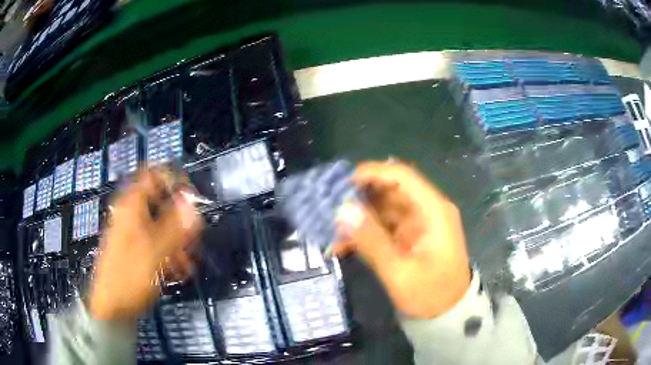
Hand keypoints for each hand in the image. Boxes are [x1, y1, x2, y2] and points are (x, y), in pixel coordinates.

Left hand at [89, 170, 202, 322]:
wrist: (111, 307)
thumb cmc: (130, 276)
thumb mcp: (156, 251)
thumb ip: (175, 224)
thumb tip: (192, 200)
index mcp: (132, 206)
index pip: (154, 175)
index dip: (174, 181)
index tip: (192, 199)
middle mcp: (130, 214)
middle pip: (160, 202)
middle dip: (180, 220)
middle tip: (193, 240)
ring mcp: (131, 232)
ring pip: (160, 224)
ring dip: (177, 240)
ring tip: (187, 263)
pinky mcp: (133, 249)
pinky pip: (155, 241)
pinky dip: (168, 252)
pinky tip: (177, 270)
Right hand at [334, 162, 470, 318]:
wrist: (447, 313)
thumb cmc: (430, 294)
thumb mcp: (399, 271)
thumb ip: (371, 240)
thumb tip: (343, 210)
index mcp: (433, 211)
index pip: (403, 177)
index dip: (373, 173)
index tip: (342, 182)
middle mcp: (427, 210)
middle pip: (390, 190)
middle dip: (360, 197)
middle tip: (329, 207)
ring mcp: (418, 223)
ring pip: (383, 208)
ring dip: (359, 217)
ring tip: (331, 231)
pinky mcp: (410, 236)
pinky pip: (384, 226)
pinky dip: (365, 232)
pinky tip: (343, 245)